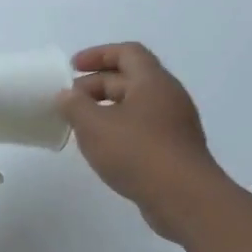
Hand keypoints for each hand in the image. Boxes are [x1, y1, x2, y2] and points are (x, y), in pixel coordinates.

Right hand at [57, 43, 228, 239]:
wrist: (185, 199)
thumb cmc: (138, 153)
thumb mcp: (95, 126)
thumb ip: (75, 106)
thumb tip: (67, 95)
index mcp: (153, 81)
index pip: (127, 52)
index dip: (98, 55)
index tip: (72, 68)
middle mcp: (168, 97)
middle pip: (130, 79)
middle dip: (96, 85)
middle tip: (69, 102)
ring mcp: (175, 125)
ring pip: (136, 106)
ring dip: (107, 110)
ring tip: (81, 126)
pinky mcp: (175, 150)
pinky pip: (144, 129)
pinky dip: (120, 130)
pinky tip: (104, 149)